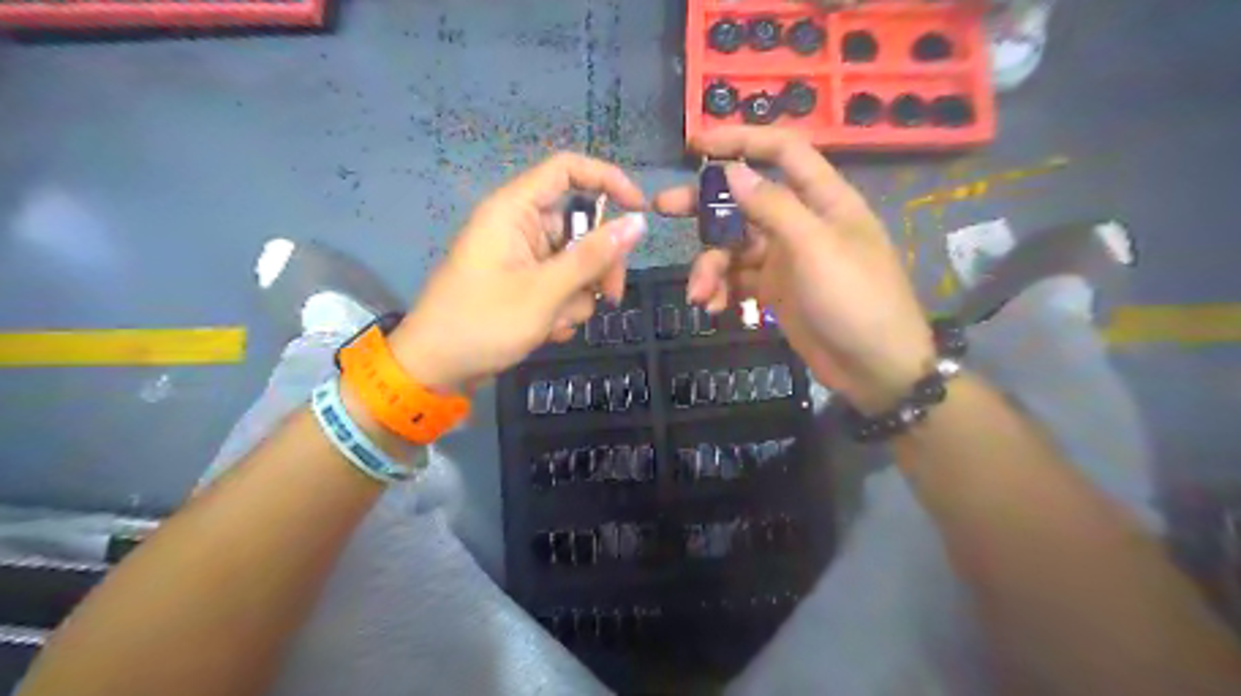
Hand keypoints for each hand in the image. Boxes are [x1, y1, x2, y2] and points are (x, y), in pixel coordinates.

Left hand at [385, 153, 644, 394]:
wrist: (437, 370)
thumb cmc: (483, 323)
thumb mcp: (544, 291)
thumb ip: (593, 257)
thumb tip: (638, 223)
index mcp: (514, 210)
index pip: (567, 170)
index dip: (608, 180)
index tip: (640, 211)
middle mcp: (519, 226)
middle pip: (581, 226)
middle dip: (598, 265)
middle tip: (610, 297)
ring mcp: (522, 257)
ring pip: (575, 263)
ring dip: (577, 296)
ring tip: (556, 322)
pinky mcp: (524, 284)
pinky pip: (561, 285)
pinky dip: (562, 308)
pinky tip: (547, 330)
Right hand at [659, 128, 929, 413]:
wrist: (875, 368)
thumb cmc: (855, 299)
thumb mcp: (815, 248)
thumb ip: (773, 207)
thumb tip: (732, 171)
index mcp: (822, 199)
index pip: (781, 152)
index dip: (740, 140)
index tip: (696, 145)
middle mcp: (801, 222)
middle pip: (745, 201)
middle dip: (704, 205)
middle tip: (662, 207)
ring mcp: (786, 259)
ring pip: (734, 247)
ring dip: (711, 267)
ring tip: (700, 295)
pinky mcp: (775, 291)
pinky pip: (738, 279)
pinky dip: (722, 290)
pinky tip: (715, 307)